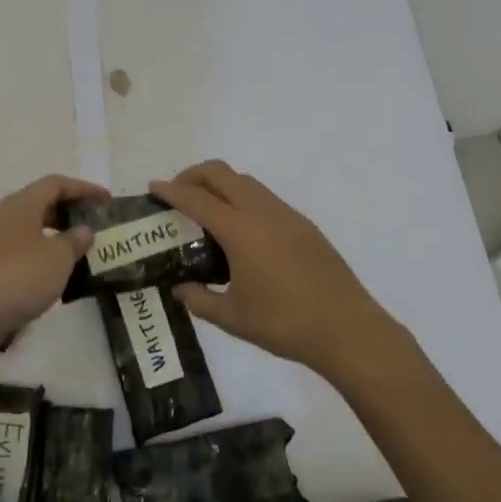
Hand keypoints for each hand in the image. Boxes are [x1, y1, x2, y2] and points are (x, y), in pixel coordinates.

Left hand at [0, 174, 107, 357]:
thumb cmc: (19, 276)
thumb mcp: (58, 258)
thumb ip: (74, 241)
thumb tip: (83, 230)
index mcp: (23, 204)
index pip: (57, 183)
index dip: (84, 188)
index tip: (107, 200)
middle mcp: (8, 215)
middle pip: (43, 202)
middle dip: (70, 209)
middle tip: (95, 222)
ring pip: (33, 227)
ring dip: (58, 233)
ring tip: (82, 248)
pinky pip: (25, 249)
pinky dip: (45, 254)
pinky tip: (57, 273)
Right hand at [150, 160, 400, 379]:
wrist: (347, 328)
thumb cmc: (285, 324)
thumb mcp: (233, 318)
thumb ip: (200, 300)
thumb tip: (180, 289)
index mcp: (240, 230)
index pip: (197, 198)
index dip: (171, 190)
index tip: (153, 187)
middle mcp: (262, 212)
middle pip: (221, 173)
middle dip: (193, 175)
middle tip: (177, 194)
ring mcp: (286, 214)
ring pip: (245, 181)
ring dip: (220, 184)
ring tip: (207, 210)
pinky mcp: (303, 224)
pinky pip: (264, 197)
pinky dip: (242, 198)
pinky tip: (241, 230)